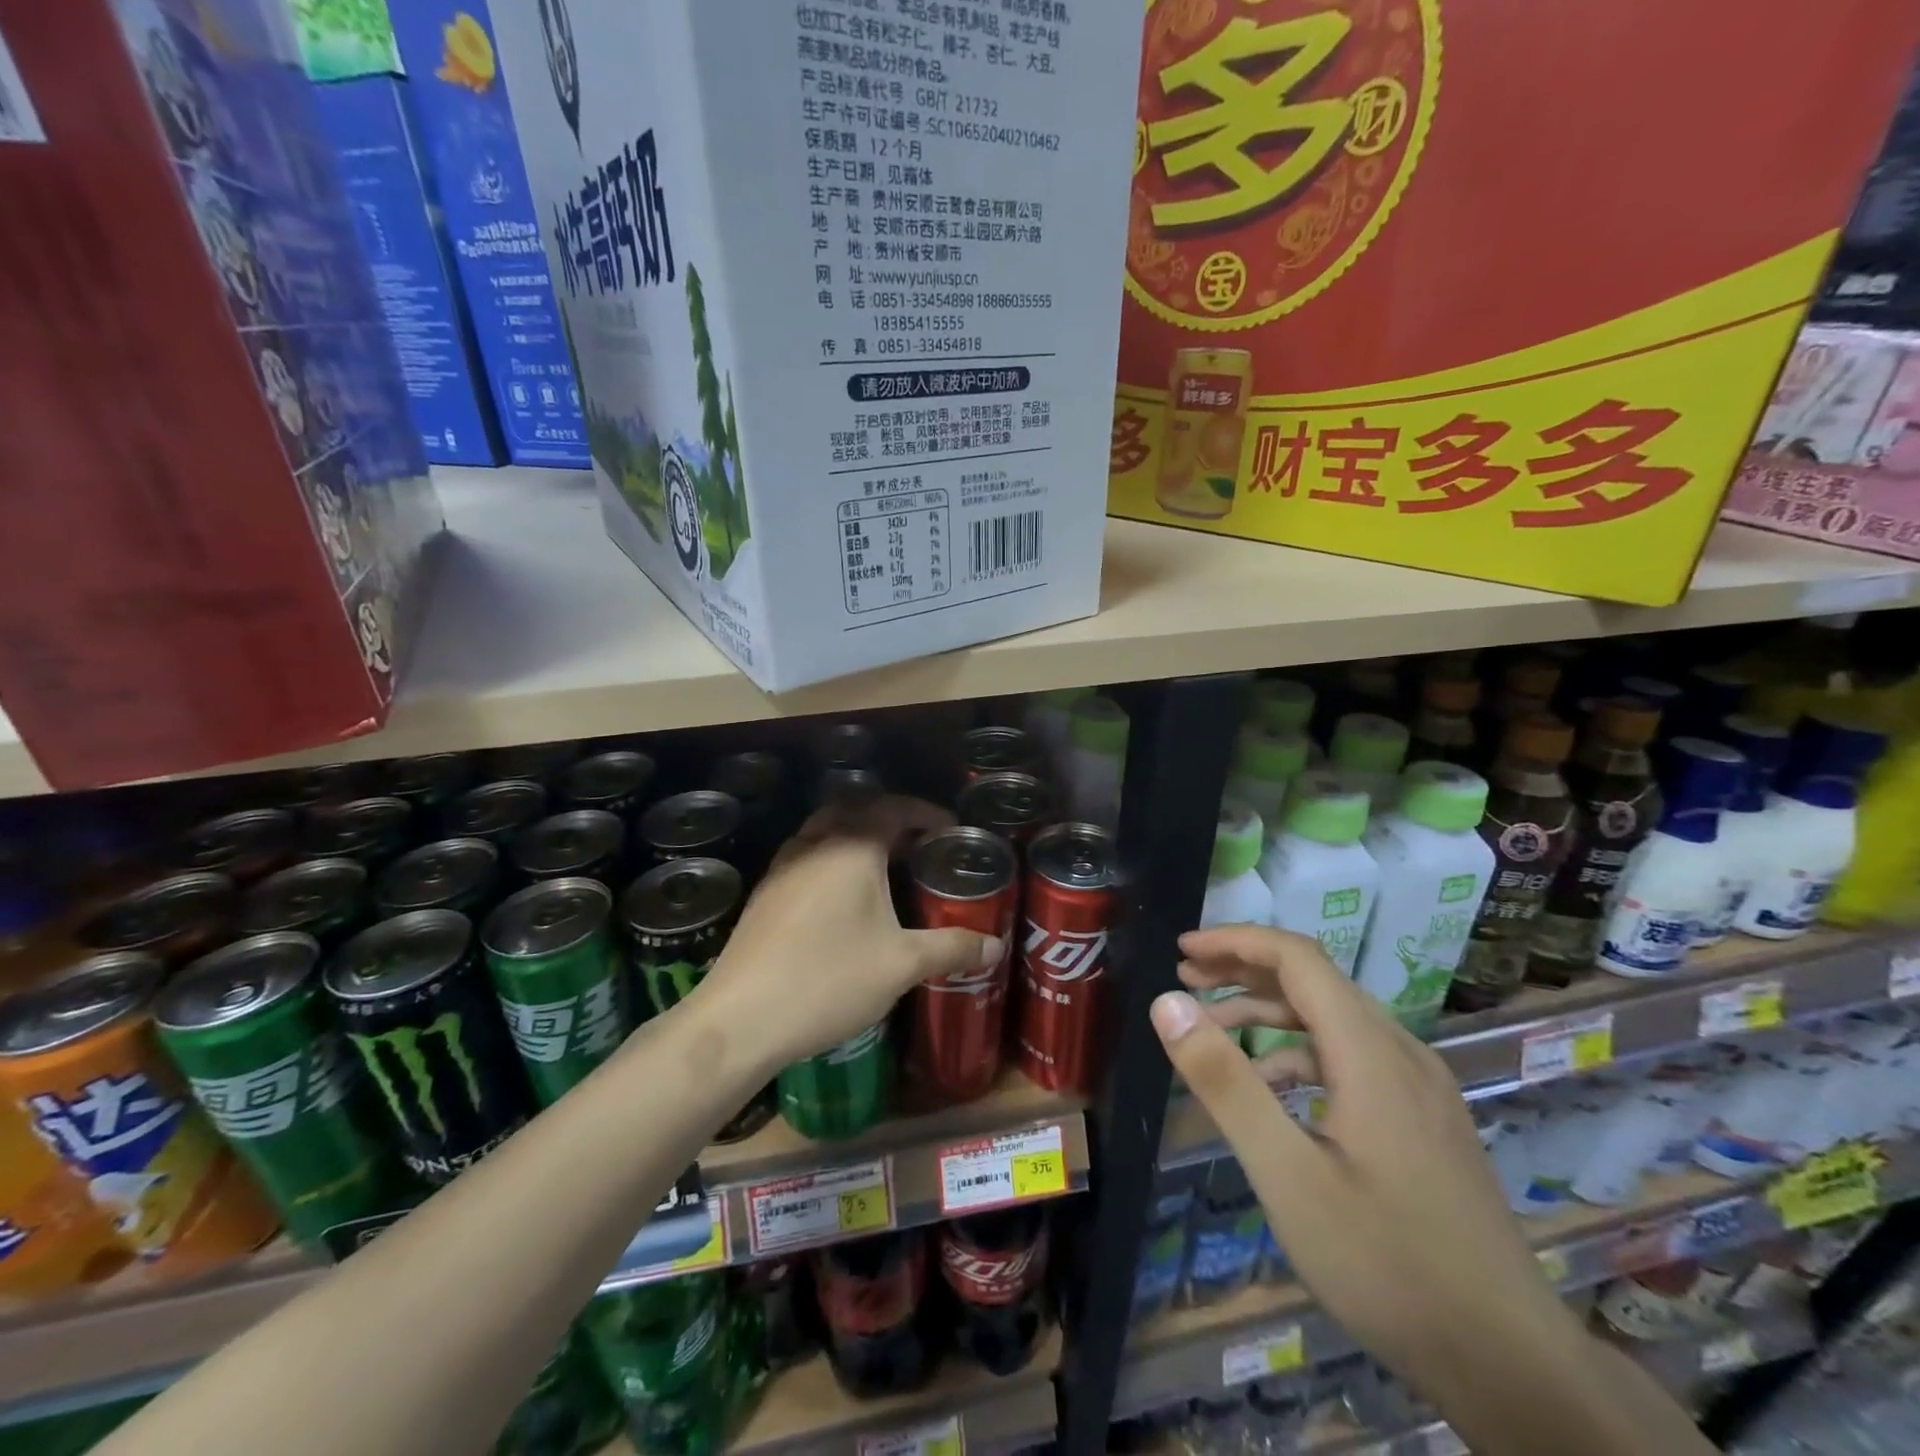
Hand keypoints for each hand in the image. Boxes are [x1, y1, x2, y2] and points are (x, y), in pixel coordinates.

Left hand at [698, 795, 1001, 1072]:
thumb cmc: (829, 979)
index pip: (893, 808)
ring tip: (885, 866)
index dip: (925, 812)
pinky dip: (831, 858)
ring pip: (825, 830)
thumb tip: (995, 947)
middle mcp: (814, 844)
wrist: (740, 1018)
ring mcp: (783, 867)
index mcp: (851, 847)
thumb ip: (951, 949)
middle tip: (918, 843)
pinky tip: (843, 898)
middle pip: (855, 809)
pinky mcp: (765, 894)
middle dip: (889, 817)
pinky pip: (806, 856)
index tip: (950, 828)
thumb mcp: (901, 965)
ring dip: (856, 835)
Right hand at [1151, 925, 1581, 1407]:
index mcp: (1371, 1052)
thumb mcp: (1287, 1174)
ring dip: (1269, 1011)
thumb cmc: (1388, 1265)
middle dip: (1244, 970)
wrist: (1515, 1367)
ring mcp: (1420, 1087)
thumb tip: (1168, 1003)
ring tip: (1213, 1028)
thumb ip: (1225, 1082)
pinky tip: (1272, 1087)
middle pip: (1315, 981)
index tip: (1182, 949)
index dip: (1236, 942)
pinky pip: (1353, 1057)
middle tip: (1186, 977)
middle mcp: (1401, 1052)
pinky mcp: (1426, 1119)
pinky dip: (1300, 1052)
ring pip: (1334, 1019)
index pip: (1297, 958)